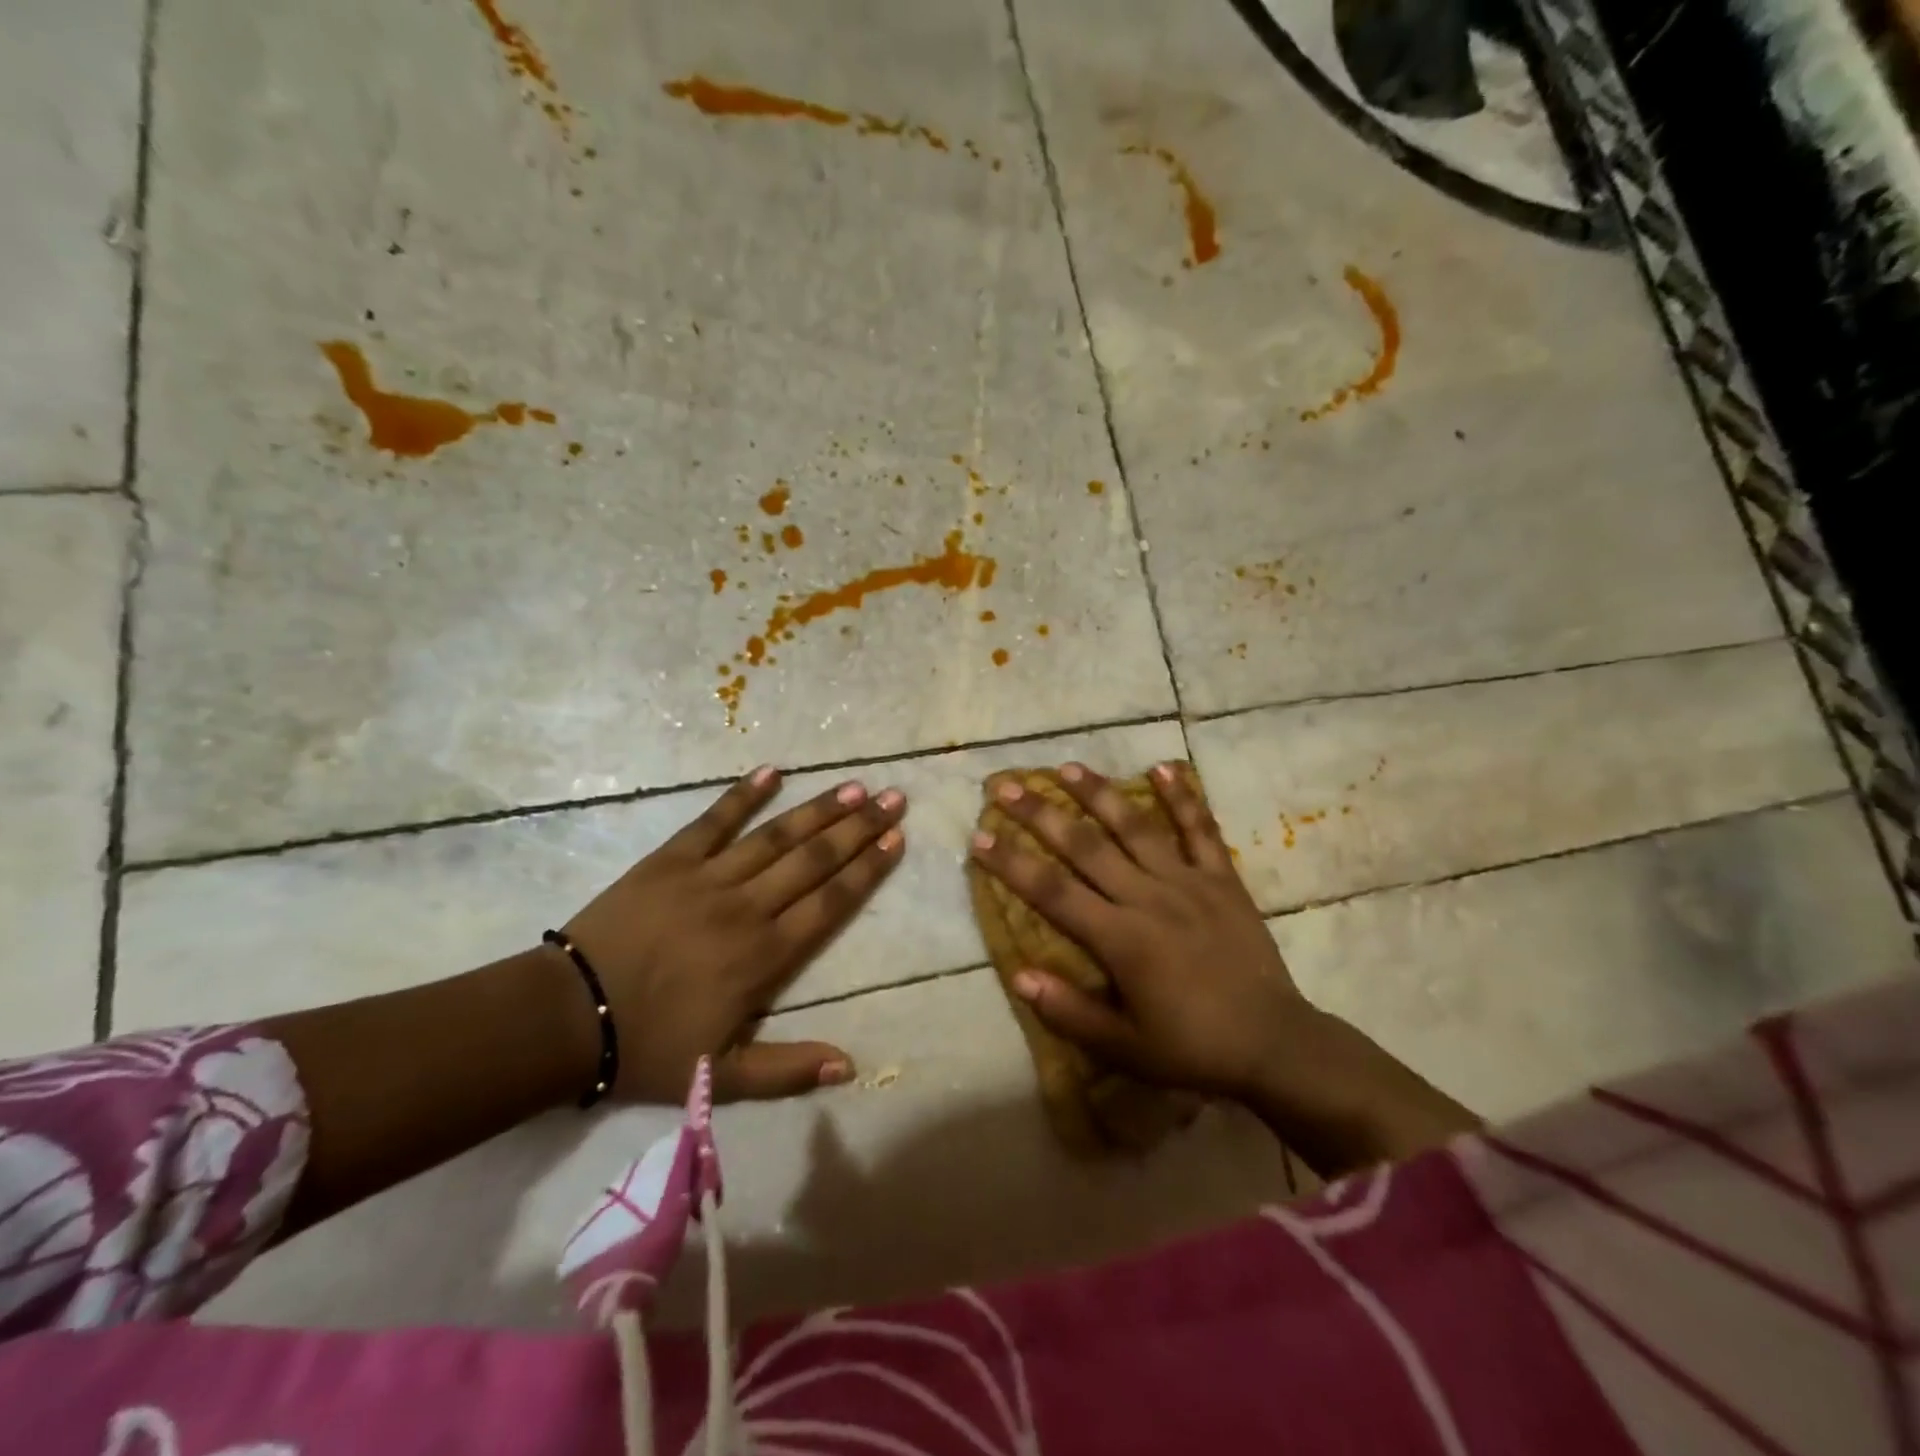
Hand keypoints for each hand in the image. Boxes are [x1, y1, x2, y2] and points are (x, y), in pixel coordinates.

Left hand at [565, 766, 905, 1103]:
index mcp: (765, 956)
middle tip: (894, 798)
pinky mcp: (671, 860)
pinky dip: (743, 795)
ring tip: (853, 786)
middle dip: (858, 828)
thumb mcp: (721, 1078)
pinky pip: (714, 820)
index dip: (867, 869)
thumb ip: (788, 1070)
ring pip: (776, 837)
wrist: (567, 1017)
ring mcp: (709, 878)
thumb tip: (850, 1066)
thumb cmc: (648, 1047)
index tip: (896, 839)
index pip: (831, 903)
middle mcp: (748, 908)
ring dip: (818, 809)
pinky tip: (772, 771)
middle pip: (814, 860)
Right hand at [968, 761, 1310, 1105]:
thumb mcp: (1126, 1048)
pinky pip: (1200, 831)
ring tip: (1068, 767)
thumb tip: (1018, 975)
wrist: (1276, 1044)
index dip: (1013, 863)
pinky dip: (1182, 797)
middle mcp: (1149, 898)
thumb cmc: (1193, 1048)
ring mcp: (1188, 882)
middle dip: (1042, 814)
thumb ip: (1071, 1011)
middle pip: (1085, 847)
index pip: (1053, 892)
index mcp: (1122, 939)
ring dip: (1099, 794)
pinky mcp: (1222, 879)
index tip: (980, 835)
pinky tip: (1163, 767)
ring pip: (1135, 827)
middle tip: (1008, 786)